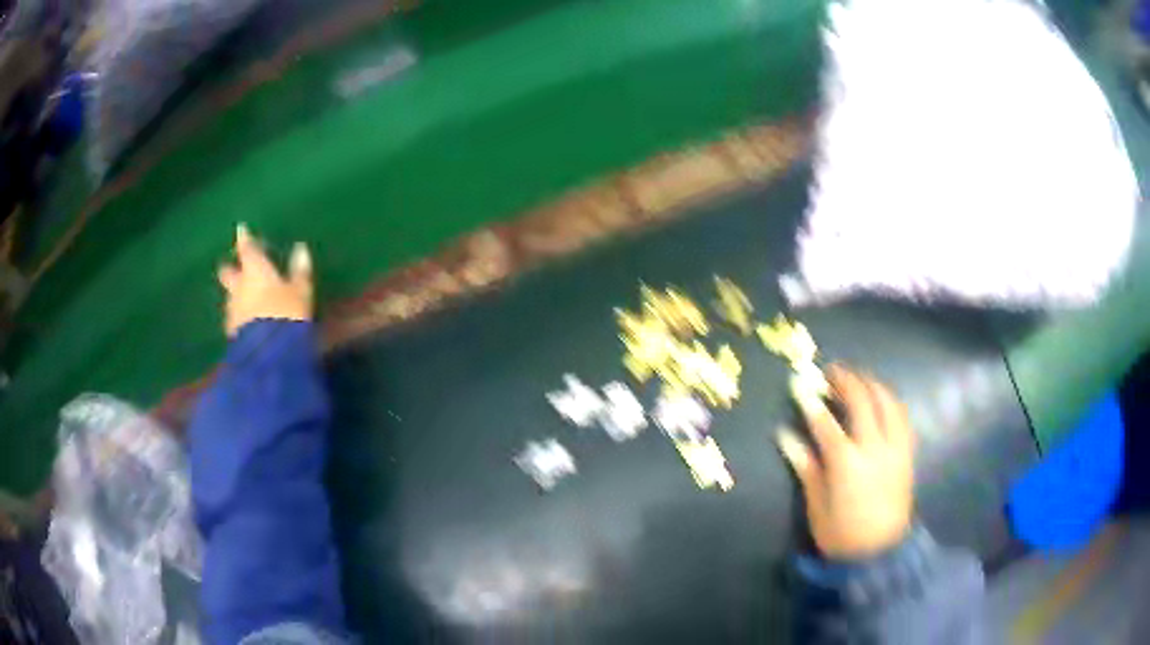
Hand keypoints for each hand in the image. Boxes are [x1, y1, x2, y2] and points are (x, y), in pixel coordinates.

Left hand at [217, 224, 313, 336]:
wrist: (268, 355)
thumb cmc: (286, 314)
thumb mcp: (300, 292)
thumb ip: (299, 271)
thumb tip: (301, 249)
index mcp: (255, 271)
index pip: (247, 249)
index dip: (245, 239)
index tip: (241, 229)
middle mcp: (239, 286)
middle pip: (228, 272)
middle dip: (231, 268)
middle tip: (234, 266)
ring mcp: (233, 310)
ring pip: (230, 296)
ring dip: (235, 294)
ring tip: (244, 298)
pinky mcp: (232, 332)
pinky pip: (234, 317)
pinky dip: (239, 314)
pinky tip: (246, 320)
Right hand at [777, 365, 915, 559]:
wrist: (879, 553)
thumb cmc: (840, 533)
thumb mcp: (816, 504)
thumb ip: (805, 465)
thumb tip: (785, 435)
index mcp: (846, 463)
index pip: (826, 422)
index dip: (810, 401)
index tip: (799, 383)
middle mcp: (874, 448)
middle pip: (862, 400)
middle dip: (845, 380)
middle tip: (831, 372)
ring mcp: (895, 448)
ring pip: (888, 401)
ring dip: (872, 384)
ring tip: (857, 379)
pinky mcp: (908, 453)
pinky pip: (902, 416)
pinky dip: (890, 401)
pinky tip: (881, 400)